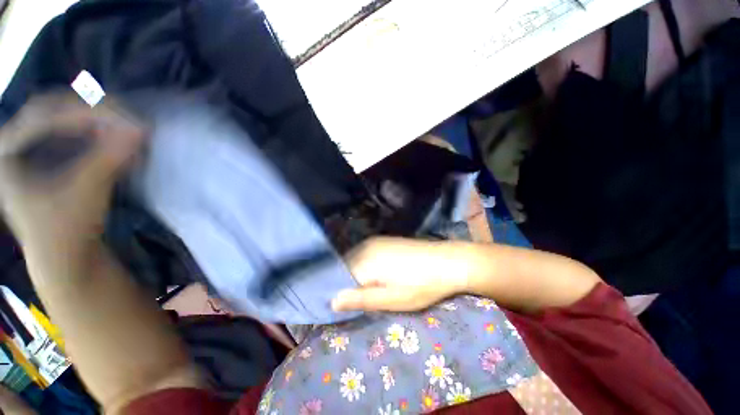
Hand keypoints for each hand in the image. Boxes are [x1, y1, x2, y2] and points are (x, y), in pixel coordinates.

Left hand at [0, 95, 143, 261]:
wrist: (64, 260)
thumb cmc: (65, 233)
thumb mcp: (85, 195)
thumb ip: (110, 159)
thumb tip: (141, 132)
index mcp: (6, 153)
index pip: (44, 115)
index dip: (85, 113)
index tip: (125, 121)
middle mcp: (14, 145)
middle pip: (53, 111)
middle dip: (92, 112)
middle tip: (128, 119)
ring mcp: (30, 150)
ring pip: (64, 120)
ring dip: (97, 123)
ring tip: (127, 130)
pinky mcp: (47, 158)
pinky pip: (72, 135)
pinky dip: (97, 136)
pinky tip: (117, 142)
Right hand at [332, 237, 470, 311]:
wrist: (448, 261)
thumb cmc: (421, 285)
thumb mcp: (392, 299)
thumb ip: (361, 299)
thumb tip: (332, 301)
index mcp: (365, 261)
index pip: (339, 277)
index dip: (339, 292)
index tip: (343, 307)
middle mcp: (366, 246)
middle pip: (346, 267)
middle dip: (347, 283)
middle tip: (358, 301)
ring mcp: (375, 241)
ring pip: (355, 260)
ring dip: (357, 275)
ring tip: (368, 289)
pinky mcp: (384, 240)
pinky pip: (365, 254)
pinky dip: (365, 266)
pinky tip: (377, 275)